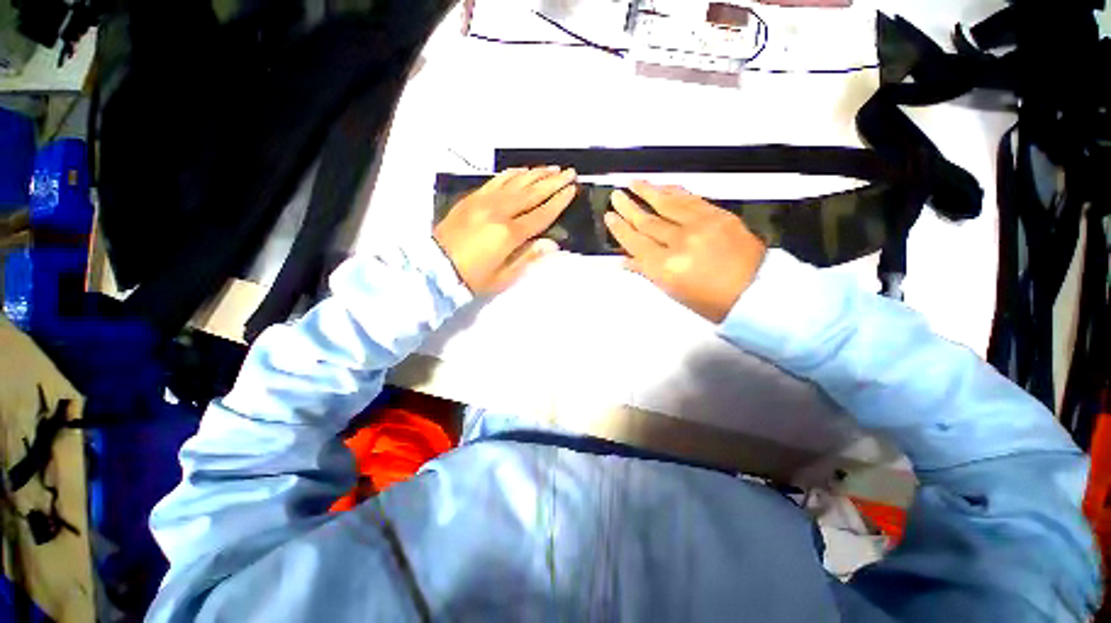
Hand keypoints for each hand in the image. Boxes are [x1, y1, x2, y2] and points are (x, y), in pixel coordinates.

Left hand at [434, 166, 576, 294]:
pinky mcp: (472, 198)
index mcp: (509, 234)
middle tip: (570, 172)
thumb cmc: (473, 278)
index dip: (558, 202)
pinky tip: (523, 170)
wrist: (434, 268)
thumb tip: (552, 244)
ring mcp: (484, 202)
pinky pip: (496, 181)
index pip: (541, 214)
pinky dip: (511, 174)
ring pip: (515, 183)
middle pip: (531, 193)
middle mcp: (499, 212)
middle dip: (553, 181)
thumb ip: (529, 257)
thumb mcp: (505, 276)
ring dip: (536, 174)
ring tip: (552, 168)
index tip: (572, 189)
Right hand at [604, 181, 766, 322]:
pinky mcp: (719, 215)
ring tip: (633, 182)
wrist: (755, 292)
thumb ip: (647, 272)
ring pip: (667, 204)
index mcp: (666, 267)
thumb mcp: (673, 292)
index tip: (609, 216)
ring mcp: (701, 225)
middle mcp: (680, 242)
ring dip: (648, 192)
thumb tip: (625, 260)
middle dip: (629, 207)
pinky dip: (674, 192)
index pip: (635, 242)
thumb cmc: (709, 301)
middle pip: (647, 221)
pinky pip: (691, 199)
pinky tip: (663, 187)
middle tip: (615, 195)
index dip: (620, 229)